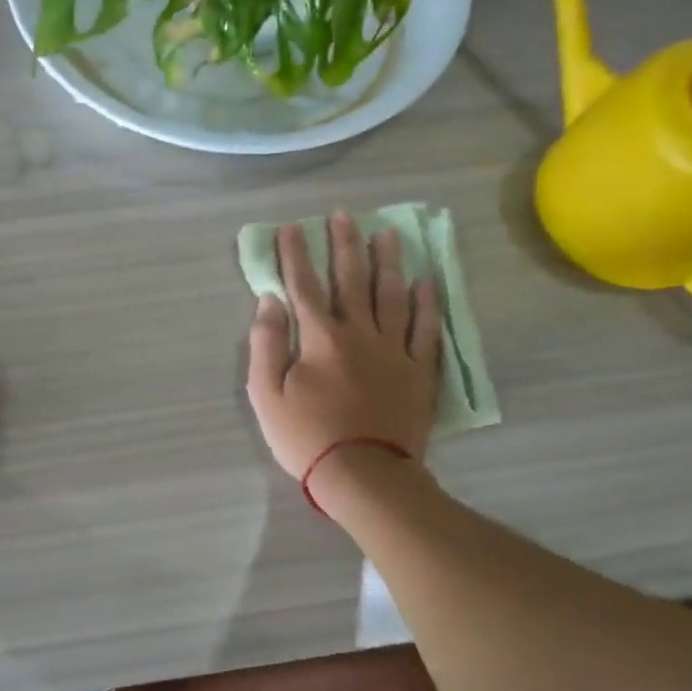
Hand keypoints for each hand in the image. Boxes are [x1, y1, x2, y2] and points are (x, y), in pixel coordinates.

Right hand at [245, 213, 442, 483]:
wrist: (365, 475)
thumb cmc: (307, 437)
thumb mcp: (266, 395)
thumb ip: (266, 343)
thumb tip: (270, 300)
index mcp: (320, 337)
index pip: (304, 285)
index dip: (295, 254)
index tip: (292, 227)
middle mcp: (360, 333)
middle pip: (351, 279)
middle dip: (344, 244)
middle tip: (343, 215)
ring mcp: (395, 350)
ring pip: (392, 295)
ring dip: (388, 261)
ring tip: (387, 233)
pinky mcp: (419, 371)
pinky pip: (426, 329)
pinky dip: (426, 304)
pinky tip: (425, 282)